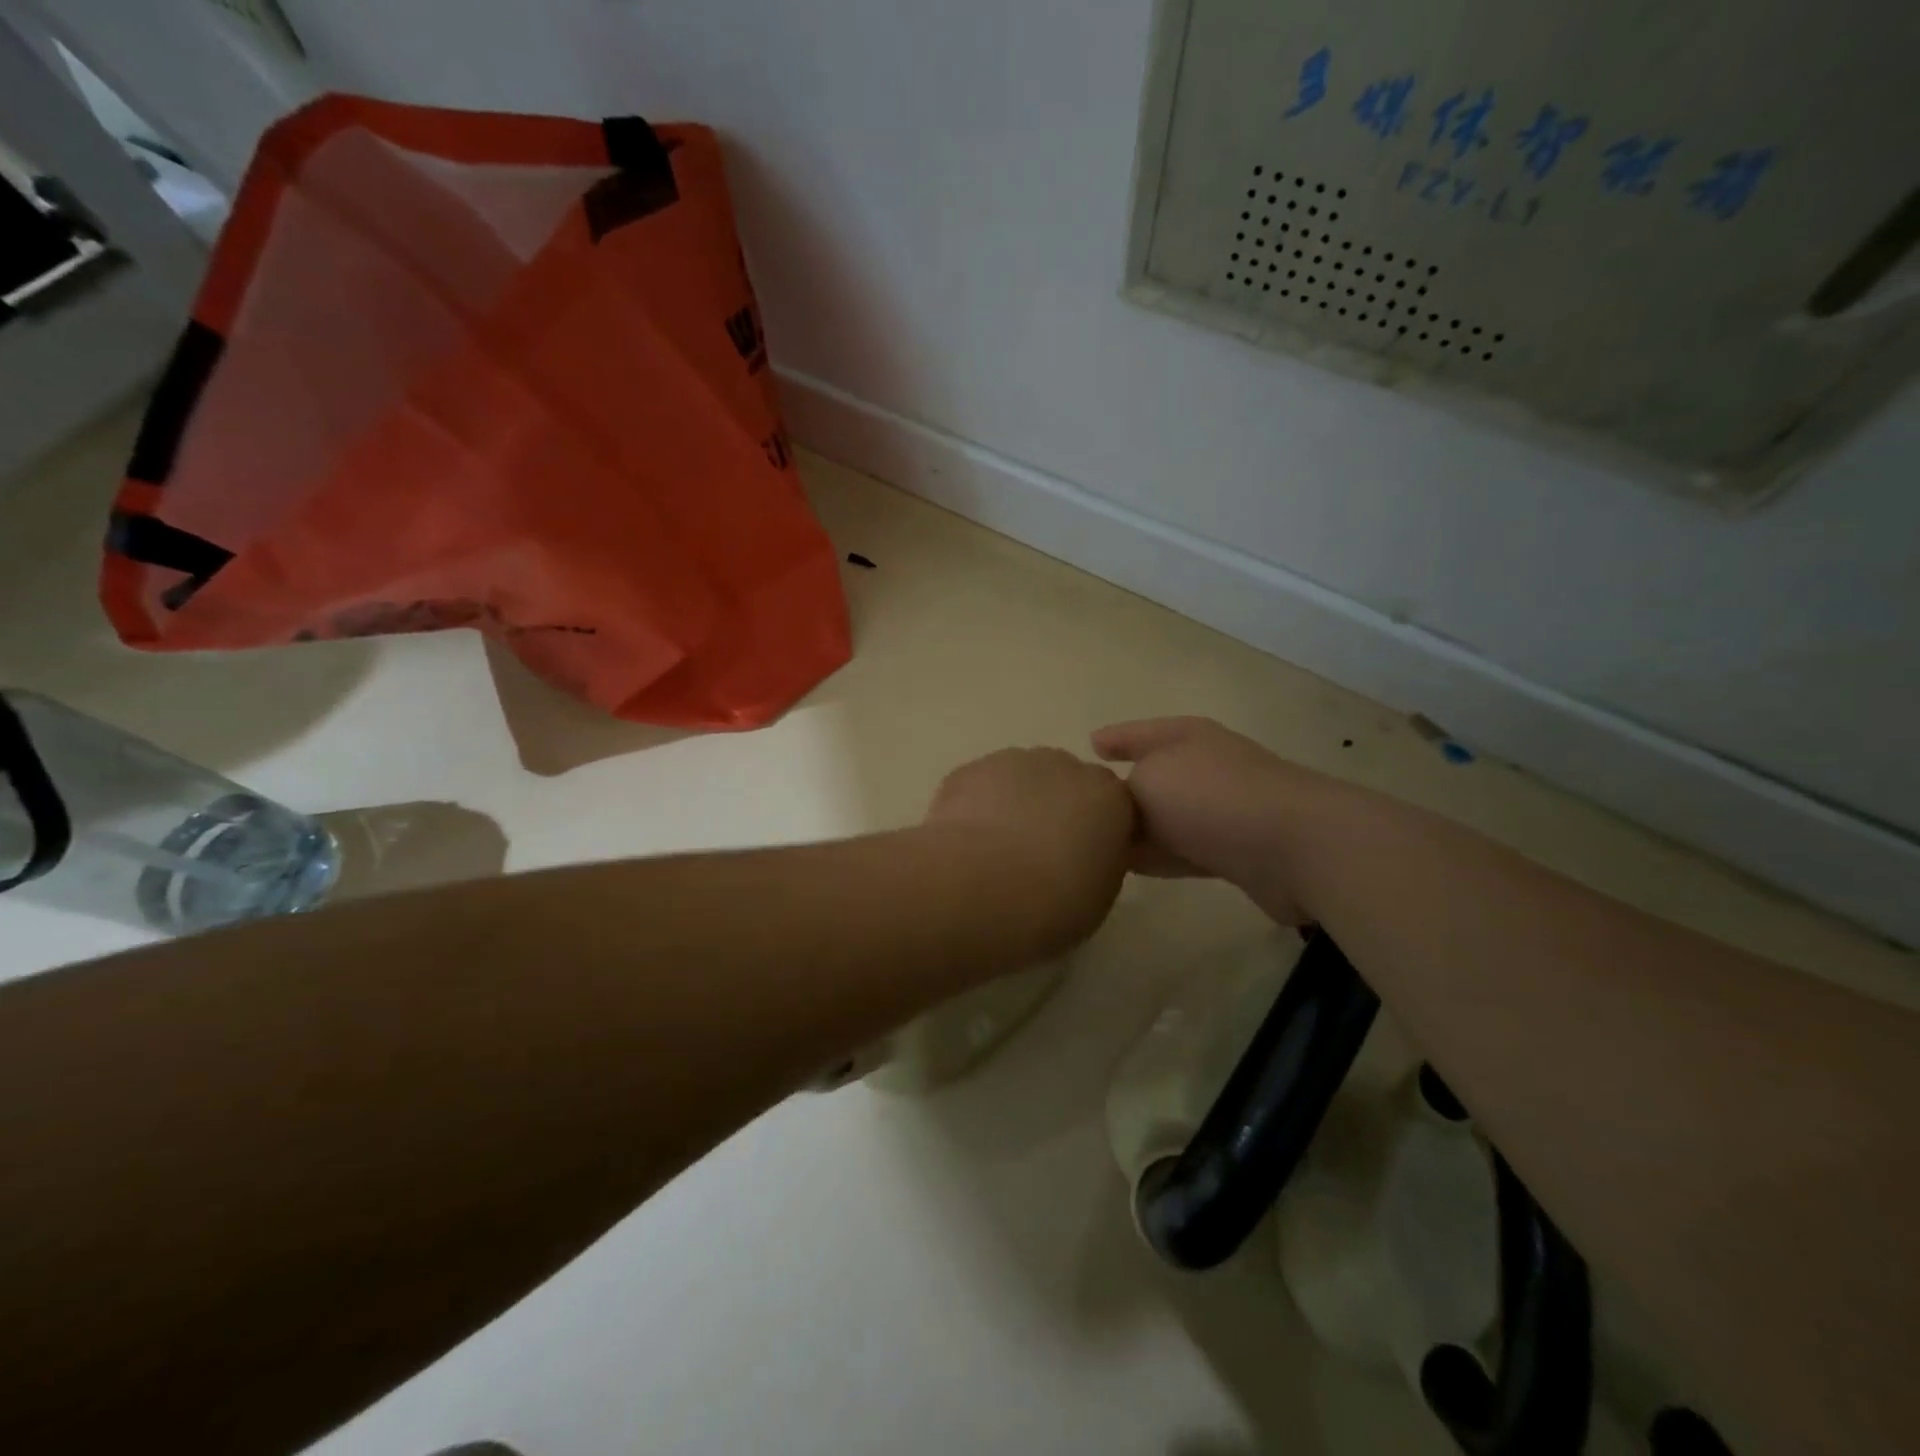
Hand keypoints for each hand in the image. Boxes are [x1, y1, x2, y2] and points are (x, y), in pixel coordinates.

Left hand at [926, 748, 1135, 952]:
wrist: (979, 888)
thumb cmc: (1052, 903)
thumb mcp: (1098, 896)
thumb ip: (1098, 862)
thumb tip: (1083, 856)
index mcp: (1108, 797)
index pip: (1110, 804)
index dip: (1093, 830)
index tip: (1079, 859)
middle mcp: (1064, 767)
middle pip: (1064, 781)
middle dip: (1054, 809)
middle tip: (1037, 854)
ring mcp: (1012, 762)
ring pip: (1019, 778)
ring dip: (1014, 804)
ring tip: (995, 851)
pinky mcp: (968, 769)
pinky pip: (980, 786)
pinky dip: (976, 807)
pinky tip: (965, 842)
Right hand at [1092, 716, 1312, 922]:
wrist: (1293, 845)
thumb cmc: (1209, 797)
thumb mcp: (1148, 780)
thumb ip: (1122, 792)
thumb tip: (1124, 810)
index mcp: (1185, 737)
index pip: (1138, 733)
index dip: (1115, 737)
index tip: (1089, 745)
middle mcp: (1205, 767)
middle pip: (1153, 776)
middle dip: (1121, 790)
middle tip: (1083, 807)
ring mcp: (1222, 810)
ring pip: (1166, 818)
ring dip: (1137, 831)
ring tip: (1098, 844)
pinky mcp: (1234, 851)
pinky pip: (1182, 851)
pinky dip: (1157, 857)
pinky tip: (1130, 868)